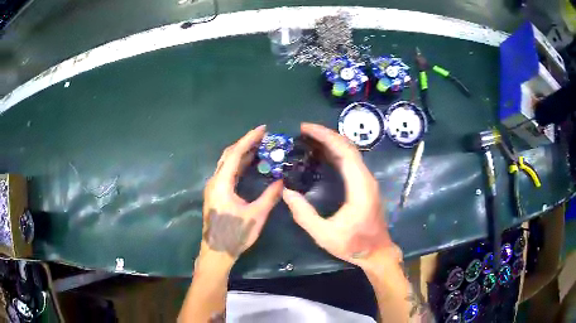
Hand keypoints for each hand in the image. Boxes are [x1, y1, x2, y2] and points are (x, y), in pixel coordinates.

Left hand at [200, 125, 282, 267]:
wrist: (217, 252)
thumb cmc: (235, 234)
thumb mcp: (256, 215)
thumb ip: (269, 196)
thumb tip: (282, 181)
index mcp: (222, 183)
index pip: (235, 154)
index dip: (249, 139)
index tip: (263, 129)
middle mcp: (215, 181)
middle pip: (229, 155)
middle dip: (246, 144)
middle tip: (264, 137)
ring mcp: (214, 188)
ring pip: (227, 164)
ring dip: (242, 154)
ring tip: (260, 147)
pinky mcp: (216, 194)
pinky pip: (228, 173)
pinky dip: (239, 165)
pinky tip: (250, 165)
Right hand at [282, 123, 397, 269]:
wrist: (377, 252)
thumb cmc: (353, 245)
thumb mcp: (324, 235)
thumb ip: (304, 215)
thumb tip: (287, 192)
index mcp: (360, 186)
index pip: (344, 151)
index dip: (325, 136)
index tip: (305, 128)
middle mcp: (366, 178)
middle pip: (347, 147)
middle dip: (325, 135)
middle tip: (302, 131)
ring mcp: (367, 181)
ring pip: (350, 153)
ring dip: (330, 142)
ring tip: (308, 139)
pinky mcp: (364, 185)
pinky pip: (350, 162)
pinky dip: (335, 153)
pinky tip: (321, 154)